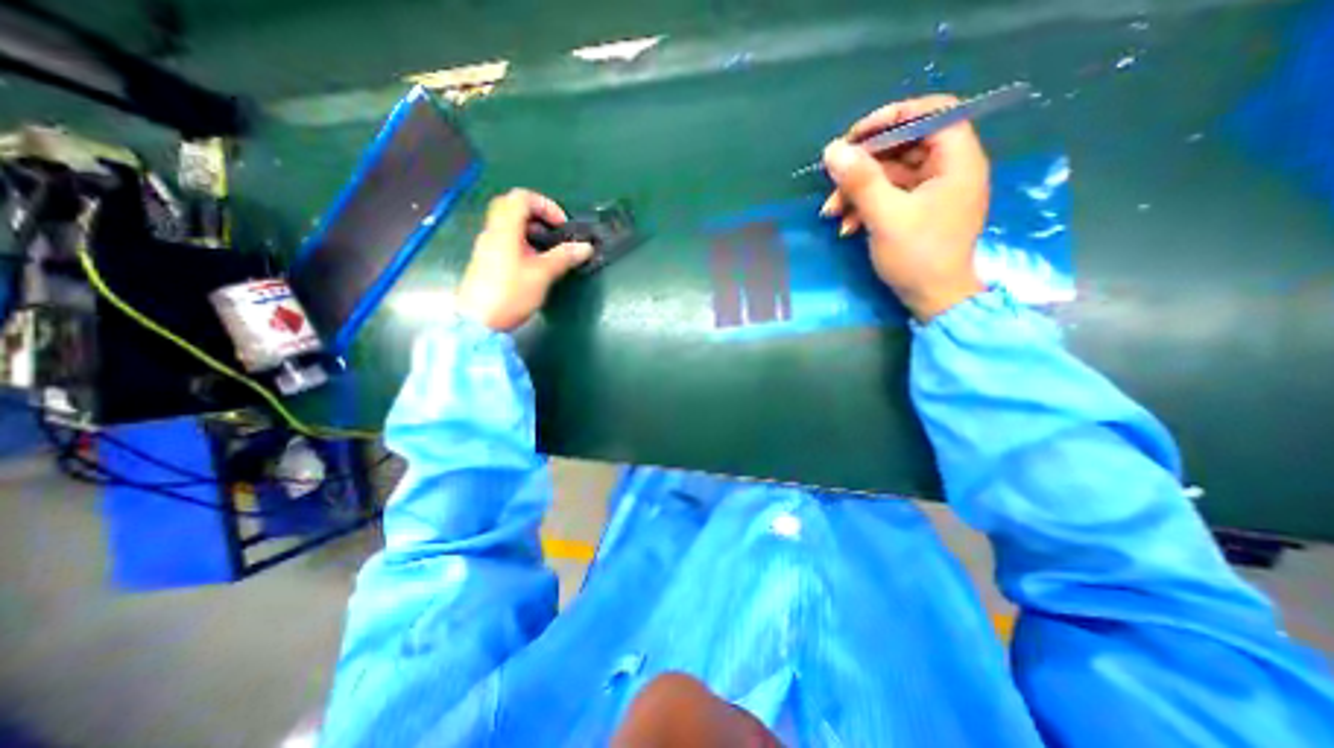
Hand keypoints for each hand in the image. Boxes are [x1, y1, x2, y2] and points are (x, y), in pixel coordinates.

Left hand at [455, 188, 587, 328]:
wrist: (479, 323)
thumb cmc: (511, 294)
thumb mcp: (542, 275)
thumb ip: (563, 257)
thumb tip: (586, 247)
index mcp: (504, 229)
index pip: (522, 197)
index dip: (546, 205)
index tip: (562, 226)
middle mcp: (493, 232)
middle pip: (513, 207)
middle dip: (538, 215)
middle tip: (554, 234)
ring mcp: (487, 246)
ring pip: (509, 224)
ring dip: (531, 230)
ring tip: (548, 251)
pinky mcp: (487, 260)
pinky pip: (506, 240)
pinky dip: (523, 242)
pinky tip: (534, 263)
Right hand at [818, 93, 992, 321]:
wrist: (933, 299)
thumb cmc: (918, 256)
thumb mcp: (886, 217)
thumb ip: (861, 181)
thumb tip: (832, 150)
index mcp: (956, 160)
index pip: (932, 113)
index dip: (892, 118)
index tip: (856, 136)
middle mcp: (948, 169)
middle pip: (904, 146)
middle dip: (864, 165)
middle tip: (833, 178)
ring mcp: (932, 192)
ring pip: (890, 175)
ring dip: (857, 191)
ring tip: (831, 213)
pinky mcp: (918, 211)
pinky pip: (889, 196)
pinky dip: (866, 207)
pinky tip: (846, 227)